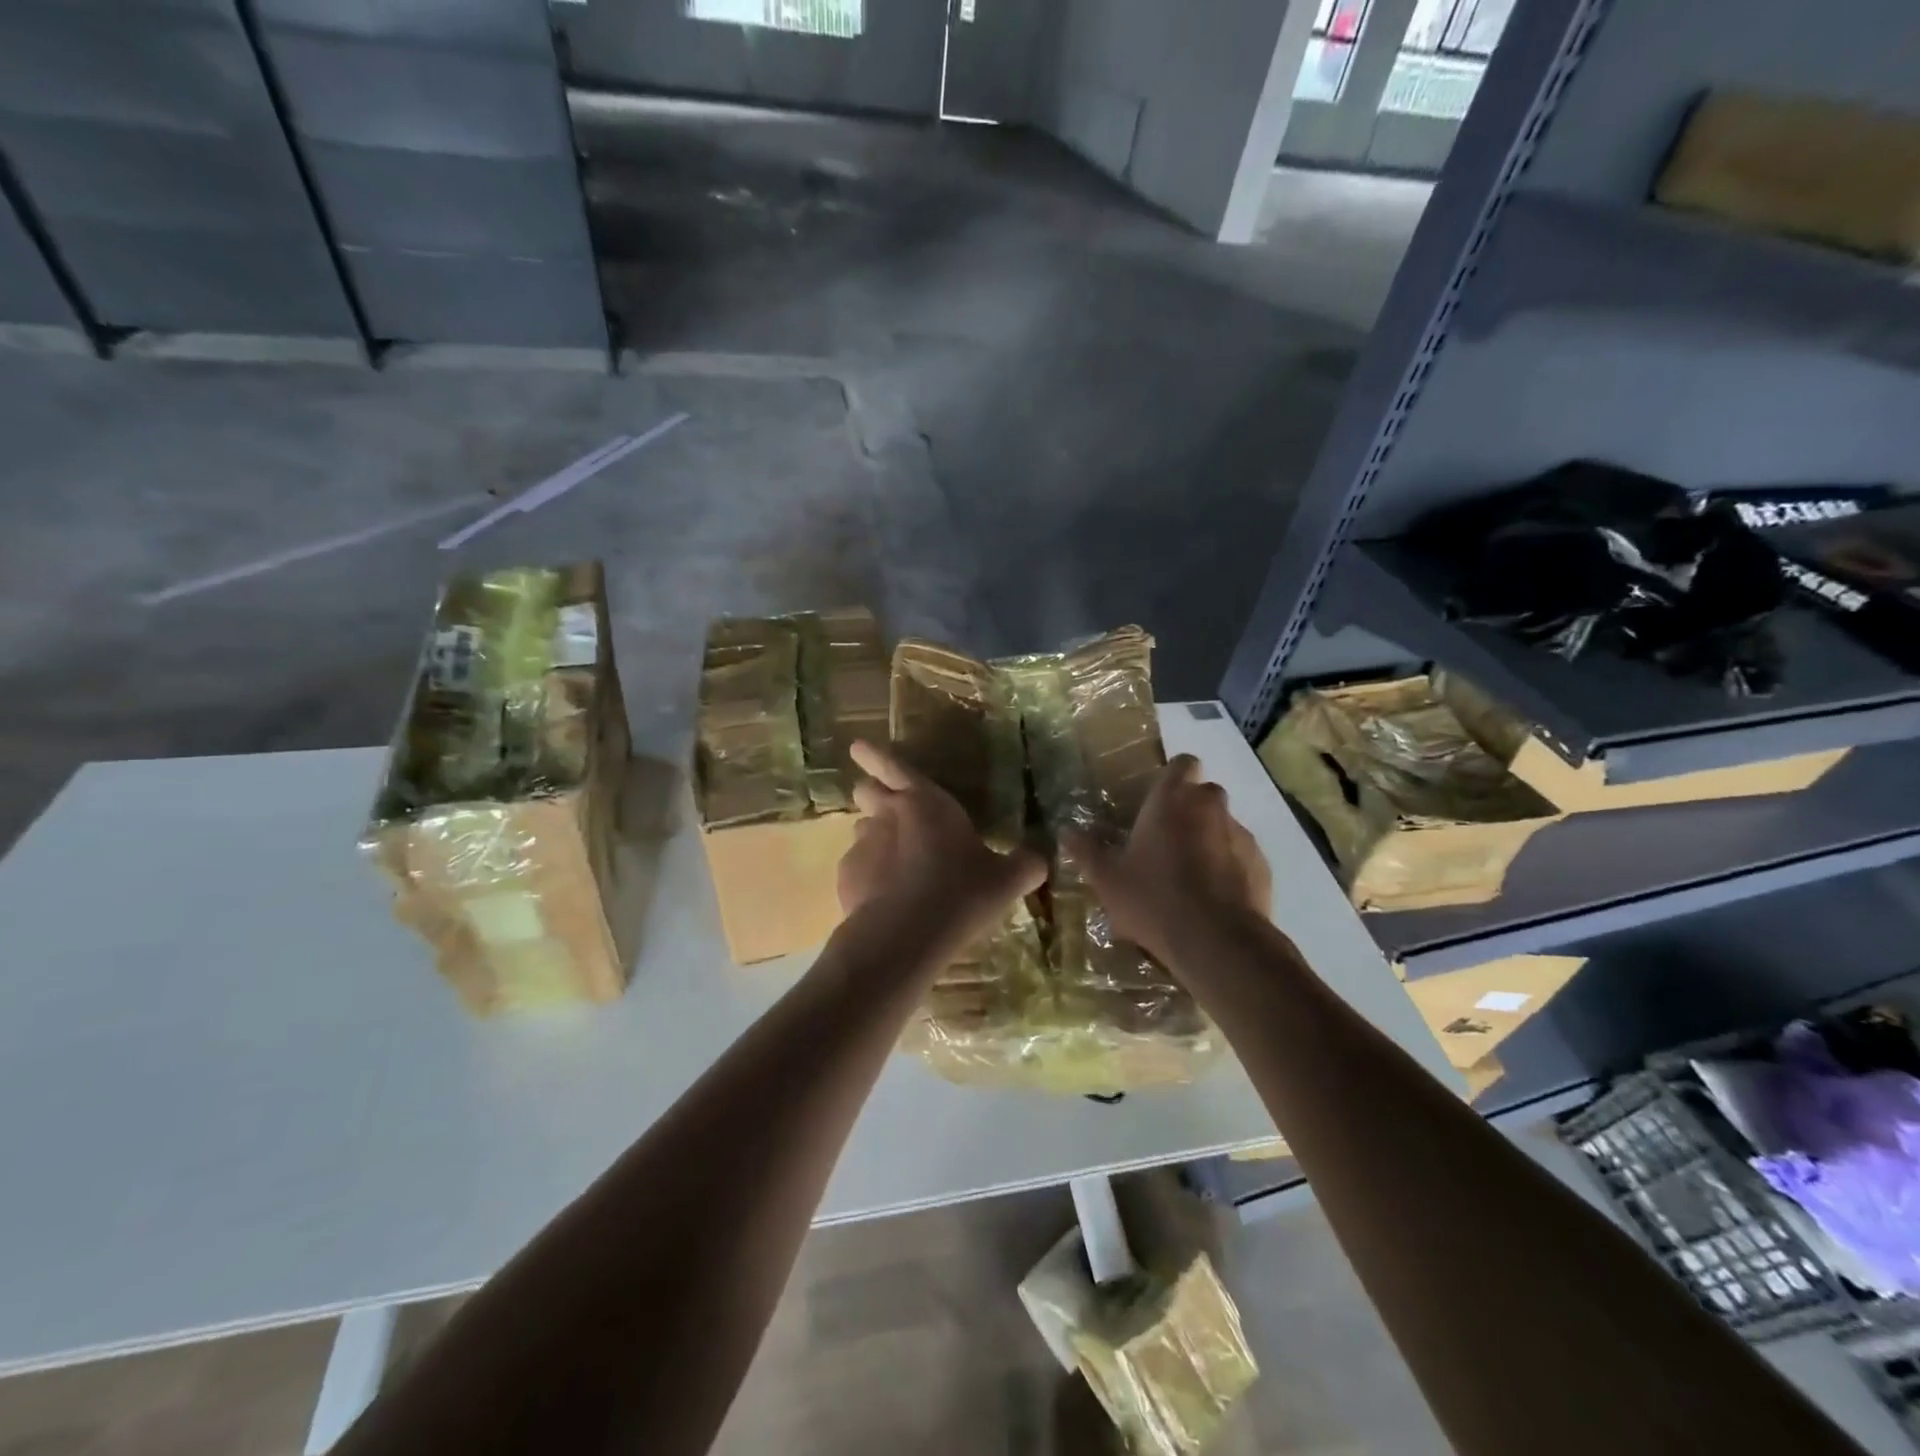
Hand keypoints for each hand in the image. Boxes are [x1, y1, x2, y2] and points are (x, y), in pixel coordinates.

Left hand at [840, 740, 1046, 948]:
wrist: (905, 937)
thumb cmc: (961, 893)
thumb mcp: (1008, 880)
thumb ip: (1025, 863)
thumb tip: (1039, 858)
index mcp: (925, 802)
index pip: (893, 766)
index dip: (875, 755)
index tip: (858, 747)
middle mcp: (887, 815)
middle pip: (867, 792)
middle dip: (873, 795)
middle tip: (889, 809)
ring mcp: (861, 846)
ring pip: (861, 830)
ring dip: (875, 839)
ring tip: (895, 865)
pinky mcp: (846, 878)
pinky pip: (856, 869)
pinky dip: (868, 877)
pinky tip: (886, 900)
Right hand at [1064, 755, 1270, 966]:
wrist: (1219, 943)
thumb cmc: (1154, 899)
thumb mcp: (1107, 879)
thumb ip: (1086, 851)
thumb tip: (1066, 831)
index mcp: (1172, 800)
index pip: (1183, 763)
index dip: (1174, 776)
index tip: (1160, 799)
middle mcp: (1210, 807)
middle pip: (1204, 794)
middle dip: (1190, 811)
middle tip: (1167, 842)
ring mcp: (1242, 835)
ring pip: (1224, 826)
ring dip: (1210, 840)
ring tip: (1191, 877)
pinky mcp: (1262, 866)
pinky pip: (1242, 857)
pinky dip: (1230, 868)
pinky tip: (1214, 899)